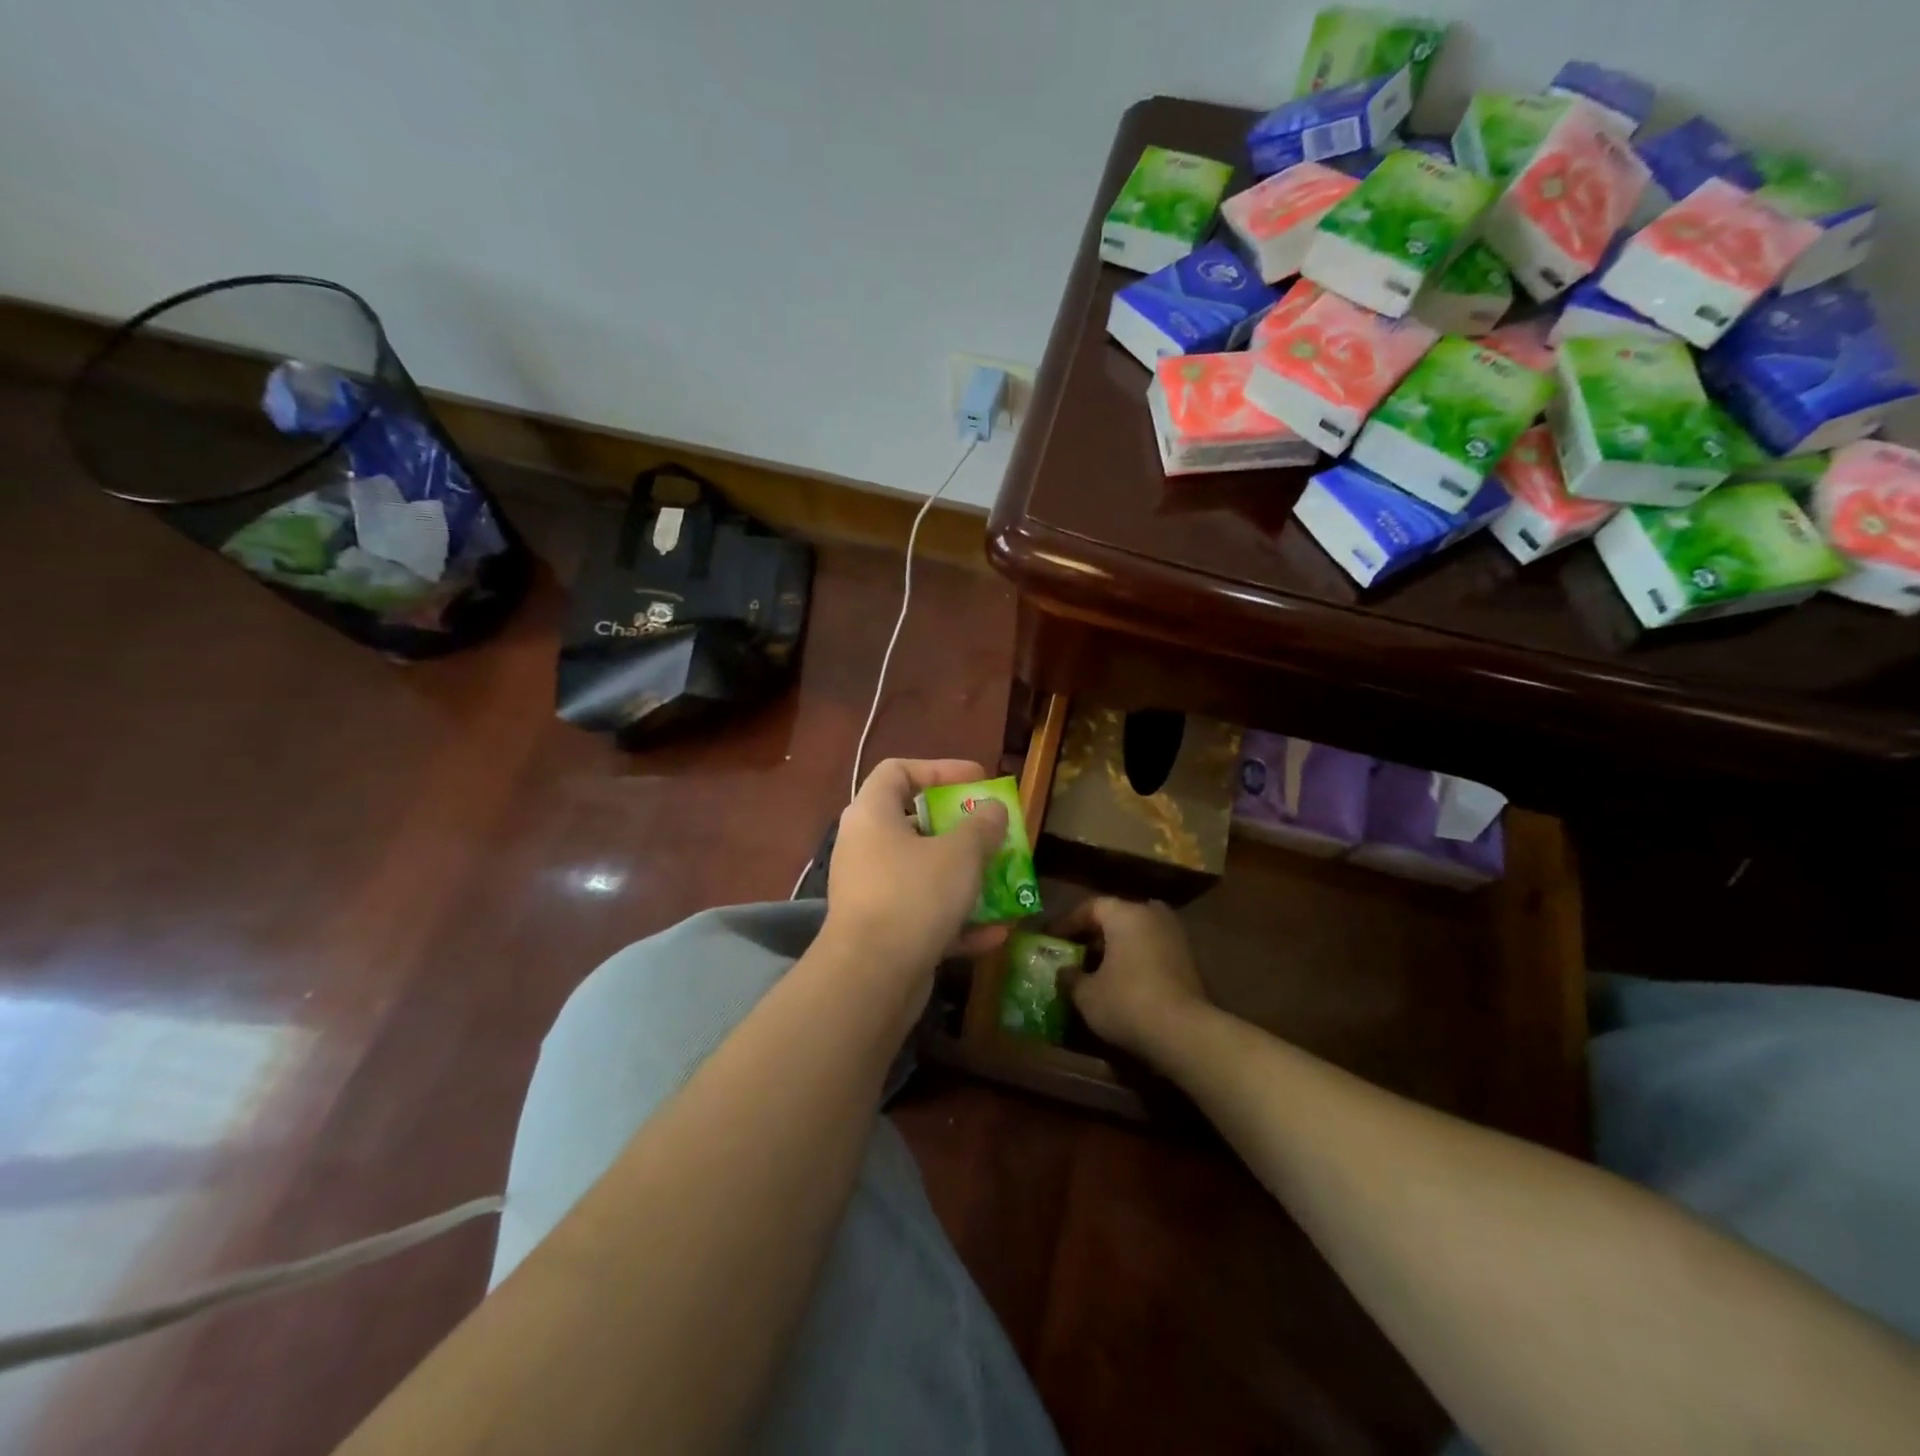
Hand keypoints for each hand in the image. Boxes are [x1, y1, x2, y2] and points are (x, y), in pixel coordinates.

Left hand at [823, 758, 1010, 979]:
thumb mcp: (960, 853)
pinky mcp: (880, 932)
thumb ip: (982, 825)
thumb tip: (993, 809)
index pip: (898, 770)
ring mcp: (870, 892)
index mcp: (872, 815)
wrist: (871, 977)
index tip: (977, 780)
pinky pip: (922, 914)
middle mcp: (864, 847)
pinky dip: (956, 920)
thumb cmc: (914, 895)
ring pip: (922, 873)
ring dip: (964, 878)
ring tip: (1002, 881)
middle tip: (992, 832)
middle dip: (959, 829)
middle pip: (913, 823)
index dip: (939, 768)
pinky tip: (995, 933)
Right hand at [1057, 898, 1208, 1058]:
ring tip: (1096, 967)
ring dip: (1116, 947)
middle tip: (1073, 950)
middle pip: (1117, 917)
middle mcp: (1152, 915)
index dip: (1067, 923)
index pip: (1090, 907)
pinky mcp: (1189, 961)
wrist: (1185, 1033)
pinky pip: (1152, 950)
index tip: (1050, 937)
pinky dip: (1135, 959)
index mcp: (1125, 914)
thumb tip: (1065, 971)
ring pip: (1137, 934)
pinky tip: (1121, 981)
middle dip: (1094, 933)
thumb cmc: (1127, 1003)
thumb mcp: (1087, 994)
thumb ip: (1071, 977)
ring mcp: (1175, 937)